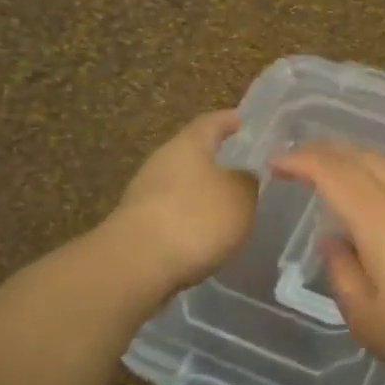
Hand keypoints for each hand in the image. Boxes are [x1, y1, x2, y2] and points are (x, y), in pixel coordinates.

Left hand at [113, 110, 257, 292]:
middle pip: (193, 154)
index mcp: (188, 144)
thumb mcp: (240, 197)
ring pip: (182, 186)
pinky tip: (206, 236)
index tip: (241, 120)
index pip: (211, 122)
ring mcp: (146, 193)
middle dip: (216, 162)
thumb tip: (243, 177)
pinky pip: (173, 213)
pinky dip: (191, 220)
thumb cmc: (196, 218)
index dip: (228, 120)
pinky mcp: (138, 224)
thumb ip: (247, 183)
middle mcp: (163, 161)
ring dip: (203, 194)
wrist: (137, 263)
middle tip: (242, 170)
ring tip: (229, 209)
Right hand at [269, 142, 384, 384]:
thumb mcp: (369, 319)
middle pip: (363, 155)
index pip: (331, 170)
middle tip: (301, 160)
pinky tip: (384, 197)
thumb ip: (342, 273)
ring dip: (358, 159)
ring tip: (338, 172)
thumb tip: (334, 241)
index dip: (300, 160)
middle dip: (327, 151)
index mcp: (379, 217)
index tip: (276, 162)